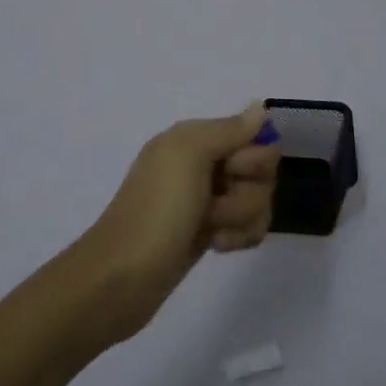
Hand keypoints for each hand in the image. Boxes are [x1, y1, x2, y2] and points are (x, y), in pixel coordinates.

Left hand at [76, 105, 280, 338]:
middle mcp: (203, 163)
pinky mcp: (212, 231)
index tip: (232, 172)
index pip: (253, 135)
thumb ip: (229, 130)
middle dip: (248, 191)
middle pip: (261, 170)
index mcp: (195, 138)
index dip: (252, 157)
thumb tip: (260, 107)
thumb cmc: (157, 210)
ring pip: (258, 199)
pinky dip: (239, 237)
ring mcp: (208, 200)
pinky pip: (248, 225)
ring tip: (212, 231)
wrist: (124, 278)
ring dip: (242, 217)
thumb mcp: (189, 155)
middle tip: (215, 204)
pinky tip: (217, 246)